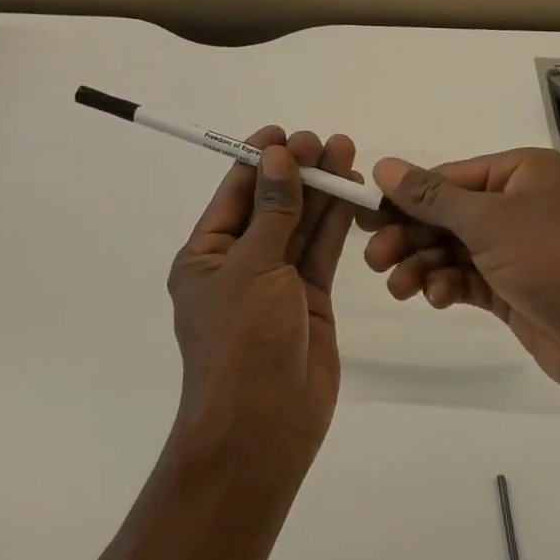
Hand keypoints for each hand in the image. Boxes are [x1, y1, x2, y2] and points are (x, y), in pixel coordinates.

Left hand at [166, 127, 359, 480]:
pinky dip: (336, 224)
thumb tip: (278, 156)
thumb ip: (273, 210)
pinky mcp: (309, 300)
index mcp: (207, 255)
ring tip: (345, 154)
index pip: (235, 194)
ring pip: (301, 226)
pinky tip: (352, 194)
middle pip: (272, 205)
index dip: (260, 159)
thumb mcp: (253, 267)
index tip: (286, 132)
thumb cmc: (242, 341)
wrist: (263, 427)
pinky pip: (322, 253)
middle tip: (326, 141)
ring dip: (321, 192)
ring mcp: (277, 283)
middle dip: (298, 172)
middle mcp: (240, 264)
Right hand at [359, 148, 559, 410]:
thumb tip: (382, 164)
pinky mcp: (513, 288)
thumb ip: (432, 197)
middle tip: (374, 259)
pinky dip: (446, 285)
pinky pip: (466, 278)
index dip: (404, 197)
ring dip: (422, 265)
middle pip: (446, 215)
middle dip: (409, 236)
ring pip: (452, 249)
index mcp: (522, 172)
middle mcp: (518, 204)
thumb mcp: (491, 222)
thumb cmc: (559, 262)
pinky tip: (435, 299)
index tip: (364, 216)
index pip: (447, 178)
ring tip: (399, 288)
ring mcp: (516, 249)